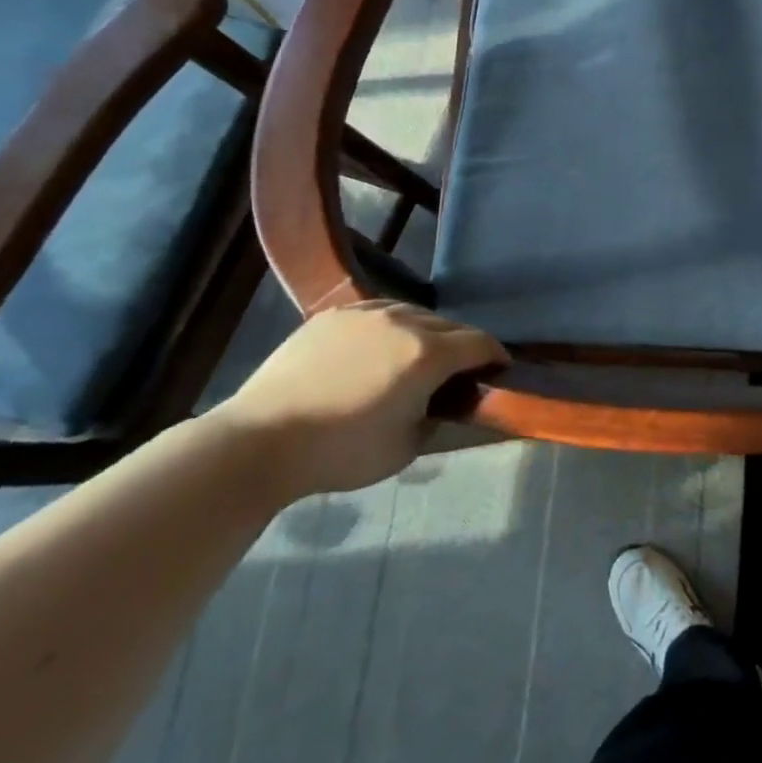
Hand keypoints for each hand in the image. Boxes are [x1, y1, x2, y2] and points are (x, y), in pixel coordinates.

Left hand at [207, 302, 507, 499]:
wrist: (262, 440)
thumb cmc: (341, 452)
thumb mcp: (405, 448)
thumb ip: (436, 418)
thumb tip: (441, 403)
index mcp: (428, 355)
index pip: (480, 343)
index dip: (496, 356)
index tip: (499, 370)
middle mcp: (404, 322)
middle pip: (450, 325)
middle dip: (463, 346)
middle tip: (458, 372)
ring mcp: (366, 312)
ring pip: (414, 313)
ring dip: (428, 331)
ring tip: (418, 356)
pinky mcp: (333, 314)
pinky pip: (378, 310)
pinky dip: (392, 325)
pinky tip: (380, 345)